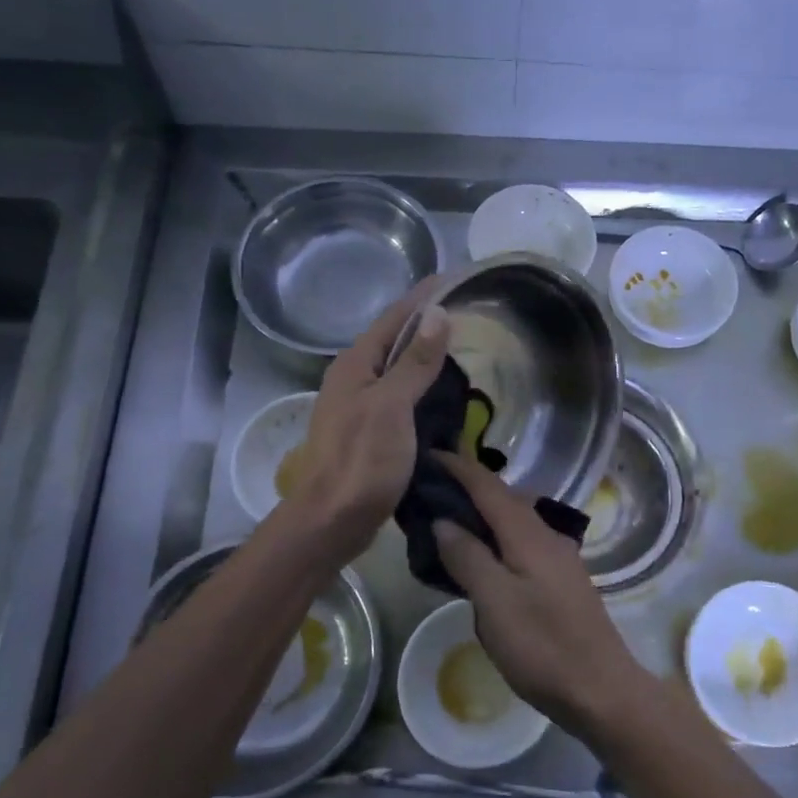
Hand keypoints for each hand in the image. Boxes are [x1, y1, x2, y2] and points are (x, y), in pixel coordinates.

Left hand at [287, 289, 450, 556]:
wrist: (333, 520)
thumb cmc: (361, 460)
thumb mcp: (392, 406)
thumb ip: (414, 362)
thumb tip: (436, 313)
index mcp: (355, 365)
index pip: (394, 318)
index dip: (423, 297)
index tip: (453, 277)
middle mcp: (353, 379)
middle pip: (393, 341)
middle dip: (426, 324)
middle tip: (465, 312)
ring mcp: (359, 407)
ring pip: (397, 370)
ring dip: (424, 357)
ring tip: (460, 348)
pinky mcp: (368, 432)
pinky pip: (400, 397)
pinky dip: (422, 388)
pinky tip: (442, 395)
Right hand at [431, 451, 649, 738]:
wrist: (600, 689)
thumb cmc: (542, 646)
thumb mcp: (494, 602)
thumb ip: (468, 557)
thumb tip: (444, 521)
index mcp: (529, 535)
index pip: (489, 487)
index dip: (459, 467)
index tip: (429, 453)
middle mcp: (547, 536)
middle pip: (504, 498)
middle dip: (469, 486)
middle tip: (430, 486)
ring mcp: (558, 558)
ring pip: (514, 521)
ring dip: (483, 512)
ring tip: (448, 517)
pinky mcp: (561, 580)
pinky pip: (521, 543)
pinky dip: (496, 538)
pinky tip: (482, 556)